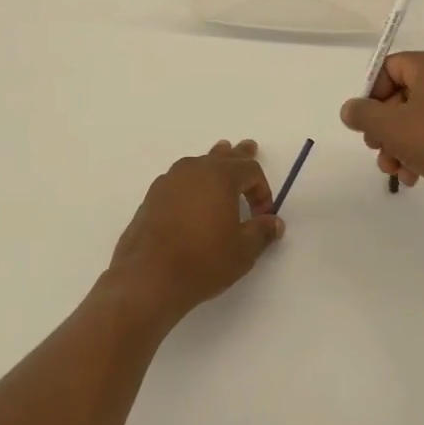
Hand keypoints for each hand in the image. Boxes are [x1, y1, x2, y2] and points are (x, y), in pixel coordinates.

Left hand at [107, 140, 283, 326]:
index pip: (249, 169)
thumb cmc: (203, 260)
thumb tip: (275, 223)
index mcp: (220, 176)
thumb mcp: (242, 251)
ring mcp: (169, 181)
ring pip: (198, 164)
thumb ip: (261, 232)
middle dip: (238, 155)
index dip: (262, 189)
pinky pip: (179, 180)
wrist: (148, 277)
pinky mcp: (152, 197)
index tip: (263, 215)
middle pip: (222, 156)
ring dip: (213, 165)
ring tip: (219, 159)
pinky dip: (191, 183)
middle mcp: (193, 170)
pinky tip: (191, 196)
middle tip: (249, 146)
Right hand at [339, 51, 423, 207]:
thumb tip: (350, 109)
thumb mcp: (391, 127)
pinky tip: (416, 176)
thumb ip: (363, 114)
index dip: (371, 95)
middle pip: (404, 95)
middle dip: (385, 127)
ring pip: (422, 117)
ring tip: (396, 171)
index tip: (365, 124)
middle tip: (376, 150)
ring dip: (402, 143)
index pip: (389, 68)